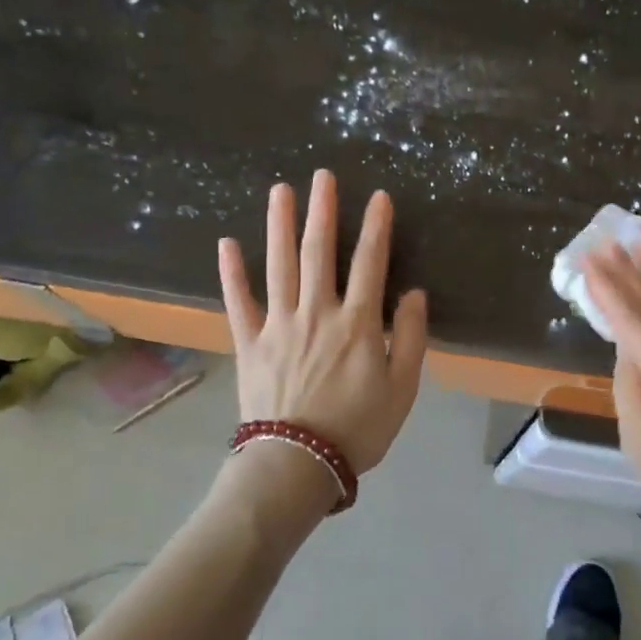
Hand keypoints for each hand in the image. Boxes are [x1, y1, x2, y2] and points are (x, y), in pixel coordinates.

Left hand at [218, 171, 427, 480]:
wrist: (297, 463)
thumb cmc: (358, 428)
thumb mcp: (402, 388)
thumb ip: (411, 338)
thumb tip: (413, 293)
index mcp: (357, 324)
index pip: (370, 263)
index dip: (376, 227)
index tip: (379, 197)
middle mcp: (317, 313)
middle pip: (319, 253)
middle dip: (322, 211)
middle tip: (322, 176)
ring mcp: (279, 325)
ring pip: (279, 265)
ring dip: (279, 225)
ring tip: (280, 191)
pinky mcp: (249, 343)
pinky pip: (238, 302)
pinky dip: (231, 273)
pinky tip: (226, 244)